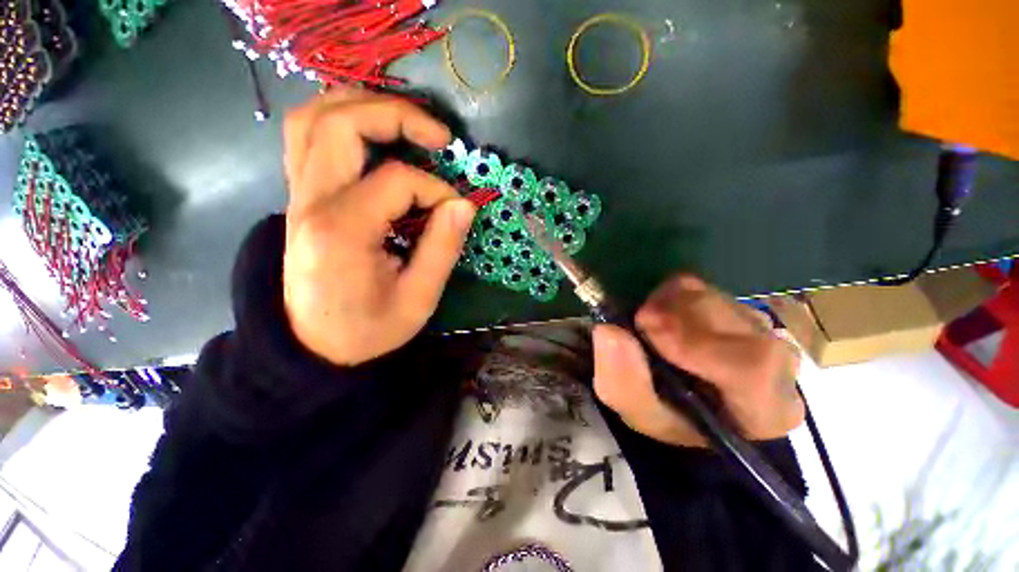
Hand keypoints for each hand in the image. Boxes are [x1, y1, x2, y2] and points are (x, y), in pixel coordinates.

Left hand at [282, 89, 476, 365]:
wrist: (313, 348)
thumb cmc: (368, 330)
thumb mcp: (417, 299)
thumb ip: (442, 249)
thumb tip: (464, 205)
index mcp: (343, 231)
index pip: (398, 180)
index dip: (436, 190)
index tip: (455, 212)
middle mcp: (310, 202)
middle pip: (343, 123)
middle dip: (398, 116)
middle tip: (439, 136)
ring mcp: (297, 196)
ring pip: (314, 118)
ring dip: (363, 105)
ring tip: (405, 120)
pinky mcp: (299, 199)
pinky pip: (306, 137)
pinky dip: (339, 120)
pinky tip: (370, 133)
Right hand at [592, 275, 803, 446]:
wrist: (689, 399)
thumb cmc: (670, 416)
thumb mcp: (639, 413)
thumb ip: (624, 382)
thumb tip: (608, 331)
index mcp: (767, 408)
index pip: (753, 368)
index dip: (696, 344)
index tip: (646, 329)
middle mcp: (780, 364)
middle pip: (731, 323)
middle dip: (674, 318)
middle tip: (638, 324)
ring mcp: (760, 327)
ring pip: (712, 297)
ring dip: (668, 307)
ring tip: (648, 326)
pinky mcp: (736, 304)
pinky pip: (700, 286)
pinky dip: (668, 295)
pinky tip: (660, 316)